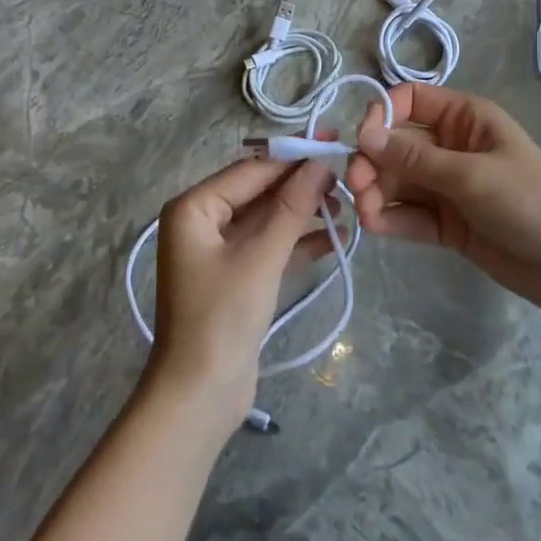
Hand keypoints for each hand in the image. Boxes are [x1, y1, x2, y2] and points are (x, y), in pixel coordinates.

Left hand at [146, 155, 335, 434]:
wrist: (199, 397)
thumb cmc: (222, 318)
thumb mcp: (261, 257)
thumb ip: (292, 207)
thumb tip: (320, 163)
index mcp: (194, 207)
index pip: (251, 169)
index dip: (293, 156)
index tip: (333, 143)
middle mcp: (202, 221)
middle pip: (259, 191)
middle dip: (301, 186)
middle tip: (346, 177)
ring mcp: (219, 250)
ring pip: (268, 219)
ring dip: (304, 214)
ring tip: (346, 208)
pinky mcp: (236, 276)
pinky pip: (270, 246)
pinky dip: (298, 242)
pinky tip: (335, 238)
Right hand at [346, 84, 540, 316]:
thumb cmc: (530, 201)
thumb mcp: (471, 175)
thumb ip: (414, 159)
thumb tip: (364, 135)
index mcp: (464, 118)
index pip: (411, 101)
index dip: (383, 114)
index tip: (363, 139)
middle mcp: (452, 147)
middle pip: (397, 145)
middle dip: (374, 162)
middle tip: (356, 187)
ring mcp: (448, 187)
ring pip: (399, 182)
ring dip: (377, 193)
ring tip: (366, 214)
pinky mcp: (447, 224)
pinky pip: (410, 214)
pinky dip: (391, 218)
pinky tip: (375, 226)